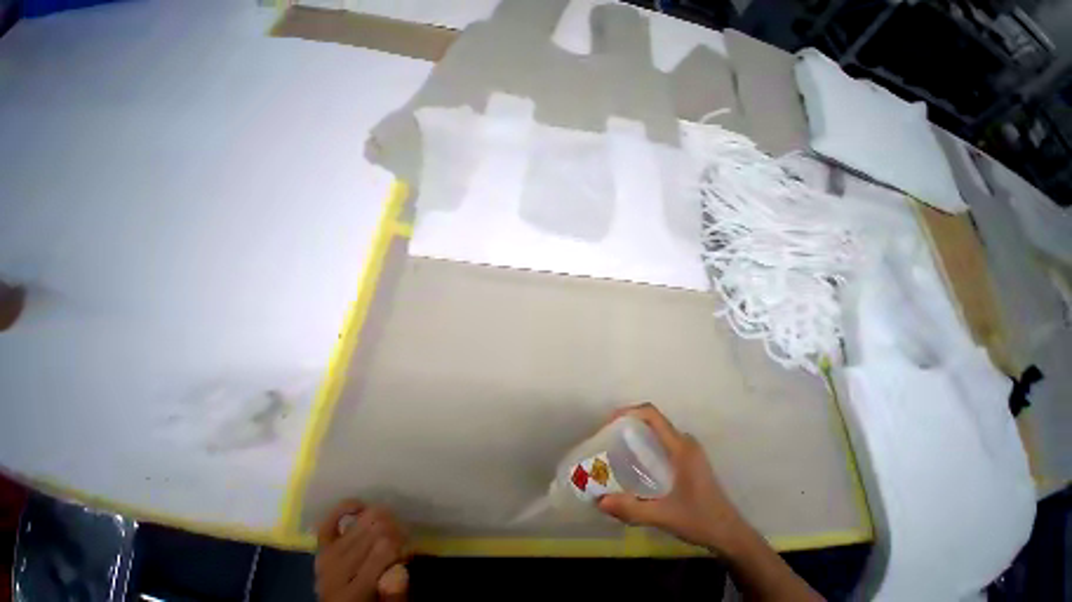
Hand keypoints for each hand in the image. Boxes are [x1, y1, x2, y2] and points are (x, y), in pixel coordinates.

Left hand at [315, 500, 409, 601]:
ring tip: (391, 528)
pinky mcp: (321, 549)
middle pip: (377, 529)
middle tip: (403, 539)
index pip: (384, 549)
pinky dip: (347, 508)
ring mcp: (326, 558)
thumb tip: (401, 570)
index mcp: (352, 594)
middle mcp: (335, 573)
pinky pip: (330, 521)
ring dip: (384, 517)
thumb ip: (395, 593)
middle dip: (396, 529)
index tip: (407, 552)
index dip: (402, 545)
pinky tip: (362, 508)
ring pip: (363, 519)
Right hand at [597, 403, 746, 552]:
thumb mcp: (664, 517)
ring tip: (619, 445)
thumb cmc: (701, 521)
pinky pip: (663, 438)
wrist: (732, 536)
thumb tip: (600, 502)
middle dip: (629, 420)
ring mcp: (689, 449)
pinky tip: (637, 459)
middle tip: (610, 435)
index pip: (652, 414)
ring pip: (658, 428)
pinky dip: (647, 439)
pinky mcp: (689, 458)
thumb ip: (632, 509)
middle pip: (653, 418)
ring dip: (638, 430)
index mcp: (680, 447)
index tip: (610, 422)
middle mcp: (685, 441)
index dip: (629, 411)